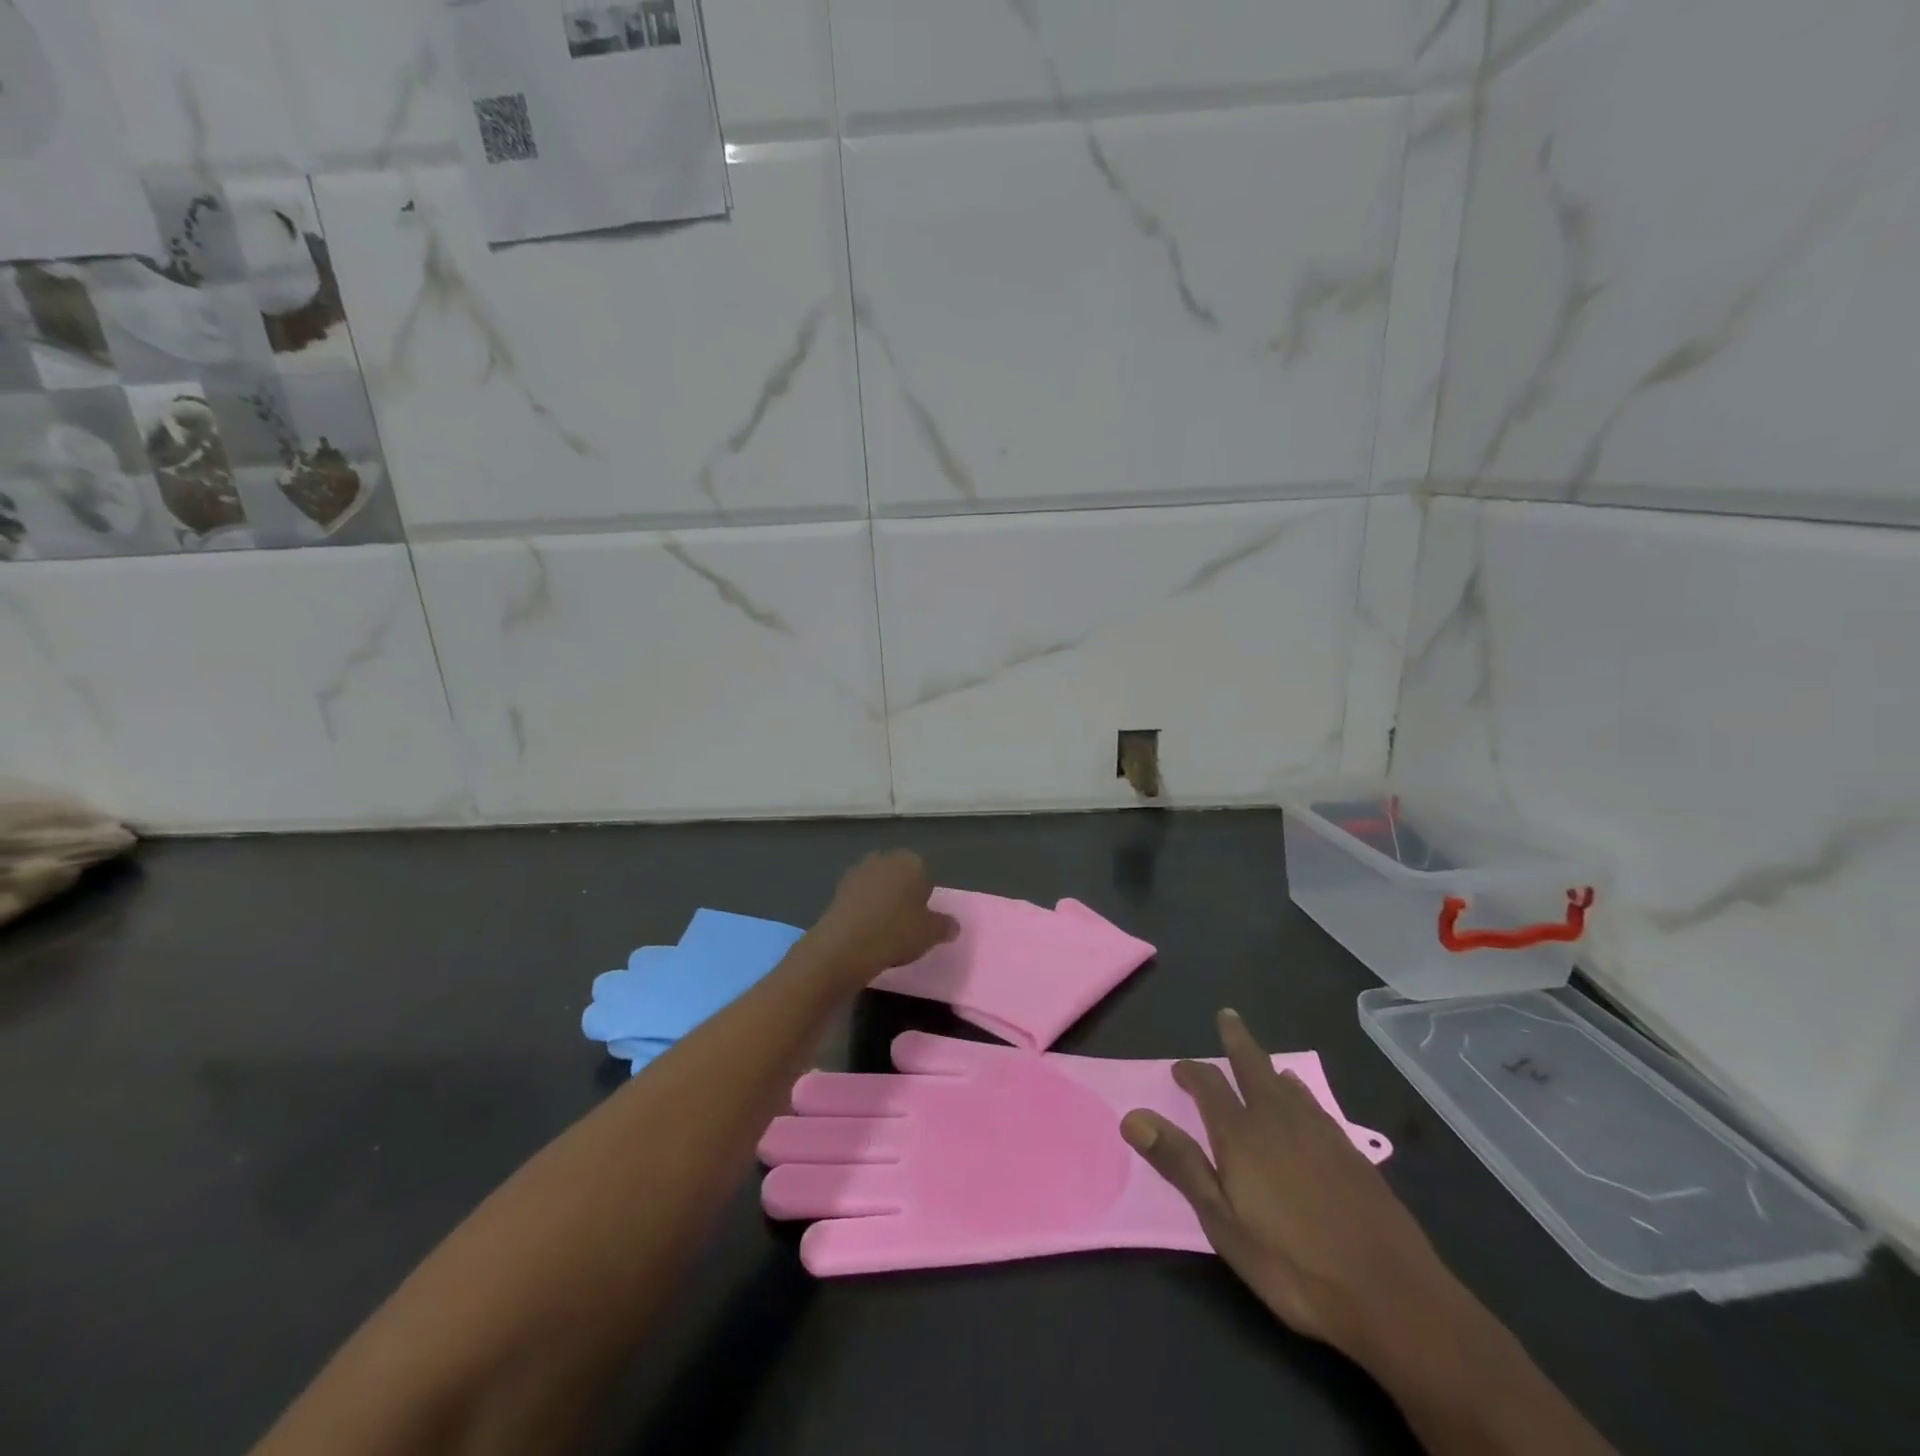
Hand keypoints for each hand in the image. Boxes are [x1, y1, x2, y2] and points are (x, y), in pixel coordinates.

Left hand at [807, 851, 957, 986]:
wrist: (845, 945)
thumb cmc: (897, 932)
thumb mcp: (931, 933)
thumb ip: (945, 926)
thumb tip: (953, 926)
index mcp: (910, 861)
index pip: (924, 873)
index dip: (924, 896)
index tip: (922, 918)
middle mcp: (883, 859)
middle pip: (899, 876)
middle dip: (902, 894)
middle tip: (905, 924)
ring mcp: (857, 872)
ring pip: (877, 886)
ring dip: (881, 902)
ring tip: (884, 931)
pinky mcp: (837, 890)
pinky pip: (859, 899)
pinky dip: (863, 911)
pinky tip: (865, 933)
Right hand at [1121, 1009, 1457, 1364]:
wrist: (1391, 1295)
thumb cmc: (1292, 1264)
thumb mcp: (1223, 1222)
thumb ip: (1180, 1164)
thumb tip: (1132, 1117)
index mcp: (1241, 1133)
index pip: (1209, 1085)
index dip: (1191, 1072)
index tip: (1178, 1069)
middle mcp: (1278, 1118)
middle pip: (1253, 1065)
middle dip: (1236, 1039)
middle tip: (1227, 1016)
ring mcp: (1320, 1132)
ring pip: (1287, 1084)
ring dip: (1268, 1068)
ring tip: (1263, 1062)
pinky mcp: (1352, 1152)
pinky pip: (1315, 1106)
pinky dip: (1300, 1094)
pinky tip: (1305, 1106)